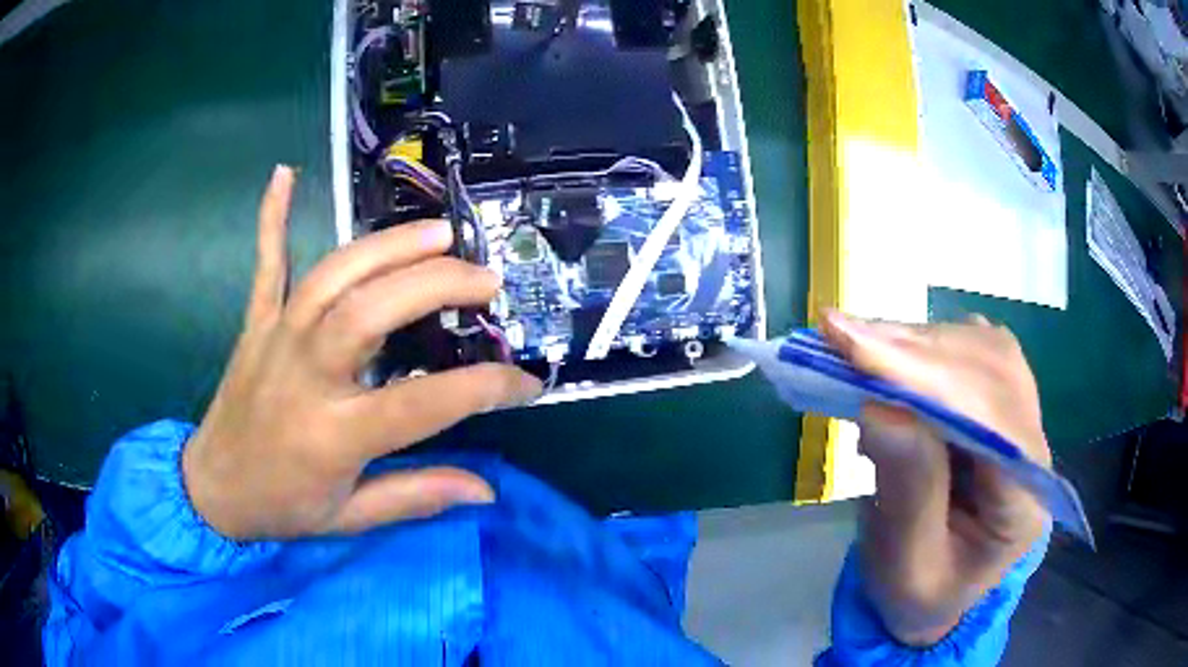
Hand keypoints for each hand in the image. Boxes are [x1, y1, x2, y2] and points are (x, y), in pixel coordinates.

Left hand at [182, 166, 541, 540]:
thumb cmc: (282, 508)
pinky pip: (266, 264)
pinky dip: (273, 218)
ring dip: (386, 247)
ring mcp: (276, 339)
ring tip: (437, 232)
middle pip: (370, 311)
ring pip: (331, 277)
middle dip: (435, 285)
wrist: (212, 490)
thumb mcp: (351, 518)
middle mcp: (306, 376)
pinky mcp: (256, 324)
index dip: (485, 388)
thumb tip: (486, 490)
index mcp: (334, 435)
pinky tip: (285, 174)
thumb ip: (417, 496)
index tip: (526, 383)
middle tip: (484, 281)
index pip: (424, 403)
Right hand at [821, 311, 1048, 645]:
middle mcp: (1033, 448)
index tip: (857, 352)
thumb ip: (906, 493)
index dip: (930, 380)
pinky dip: (924, 345)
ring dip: (917, 341)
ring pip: (983, 350)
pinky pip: (971, 352)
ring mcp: (1021, 419)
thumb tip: (881, 407)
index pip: (993, 420)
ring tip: (855, 341)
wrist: (937, 597)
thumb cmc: (920, 595)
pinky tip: (888, 352)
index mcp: (1025, 502)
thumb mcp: (905, 568)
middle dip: (916, 351)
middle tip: (840, 335)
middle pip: (992, 370)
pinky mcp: (998, 404)